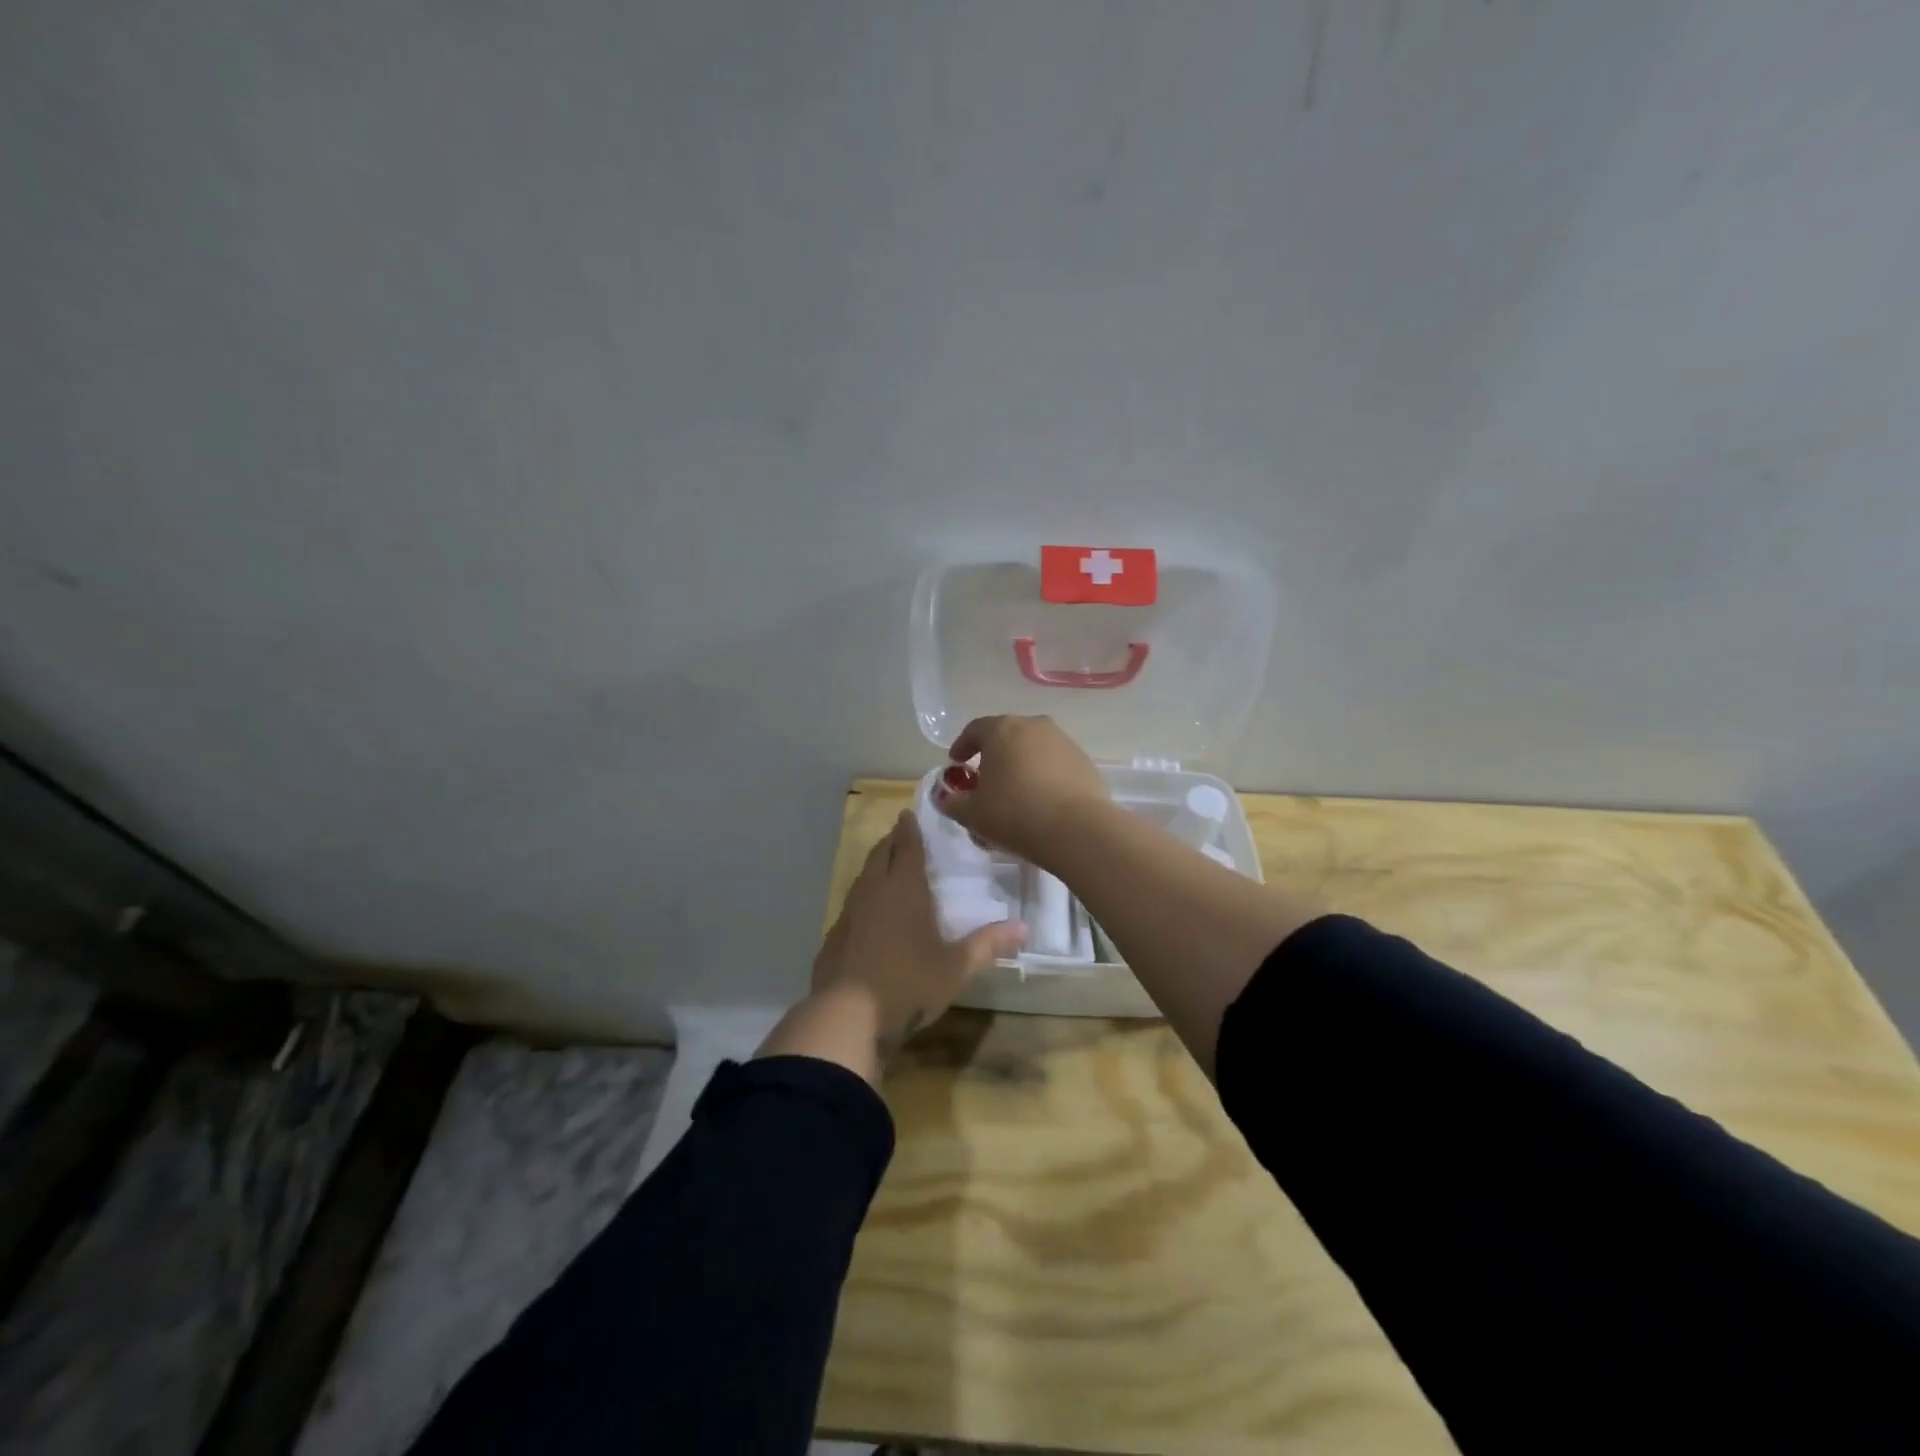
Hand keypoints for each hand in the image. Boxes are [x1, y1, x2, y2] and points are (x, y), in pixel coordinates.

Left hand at [757, 810, 1024, 1082]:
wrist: (846, 1017)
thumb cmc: (907, 984)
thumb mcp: (955, 968)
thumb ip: (988, 945)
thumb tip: (1024, 928)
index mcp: (904, 890)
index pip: (907, 848)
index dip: (910, 830)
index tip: (908, 814)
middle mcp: (873, 892)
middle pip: (880, 855)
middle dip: (891, 842)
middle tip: (901, 834)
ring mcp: (848, 914)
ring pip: (862, 878)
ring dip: (875, 867)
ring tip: (886, 867)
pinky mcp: (833, 937)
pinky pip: (851, 906)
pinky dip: (862, 899)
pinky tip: (868, 915)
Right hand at [936, 714, 1111, 869]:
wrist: (1077, 829)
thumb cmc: (1015, 814)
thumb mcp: (972, 814)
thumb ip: (952, 803)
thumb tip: (944, 798)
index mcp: (1002, 730)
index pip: (975, 730)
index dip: (962, 746)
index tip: (956, 764)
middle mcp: (1033, 726)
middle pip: (1006, 735)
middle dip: (993, 755)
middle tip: (985, 780)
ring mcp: (1063, 741)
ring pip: (1033, 748)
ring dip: (1021, 764)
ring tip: (1015, 792)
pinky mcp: (1084, 760)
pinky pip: (1055, 763)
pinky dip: (1044, 775)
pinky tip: (1041, 800)